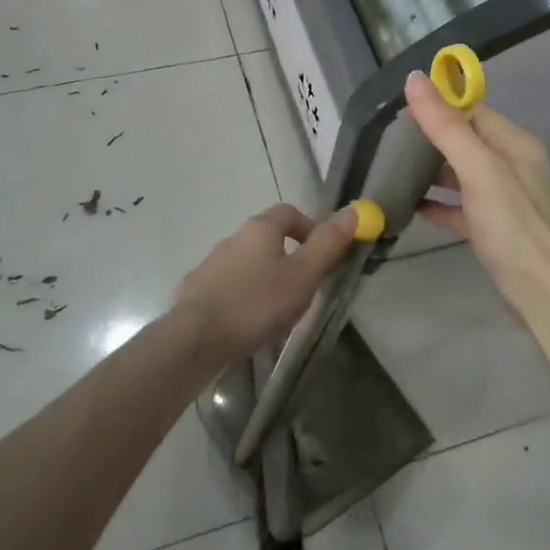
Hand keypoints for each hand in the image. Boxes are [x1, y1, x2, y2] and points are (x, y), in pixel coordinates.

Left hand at [173, 203, 359, 367]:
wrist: (194, 339)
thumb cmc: (256, 303)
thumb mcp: (303, 275)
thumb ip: (329, 244)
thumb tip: (355, 210)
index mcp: (260, 229)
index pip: (290, 212)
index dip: (311, 228)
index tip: (324, 255)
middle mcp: (233, 238)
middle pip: (268, 237)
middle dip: (290, 258)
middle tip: (305, 289)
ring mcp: (211, 265)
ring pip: (248, 264)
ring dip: (266, 279)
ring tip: (279, 312)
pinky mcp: (197, 291)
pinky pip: (229, 287)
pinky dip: (244, 297)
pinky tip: (249, 324)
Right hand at [407, 73, 549, 326]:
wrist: (544, 296)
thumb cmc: (513, 227)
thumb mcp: (479, 171)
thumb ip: (446, 127)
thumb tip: (415, 78)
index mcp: (514, 144)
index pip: (473, 110)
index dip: (439, 104)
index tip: (400, 108)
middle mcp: (512, 165)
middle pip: (466, 140)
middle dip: (431, 137)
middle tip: (390, 142)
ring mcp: (504, 199)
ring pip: (461, 173)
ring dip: (432, 170)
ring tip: (394, 170)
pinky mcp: (493, 228)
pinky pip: (461, 206)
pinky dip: (438, 204)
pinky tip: (412, 207)